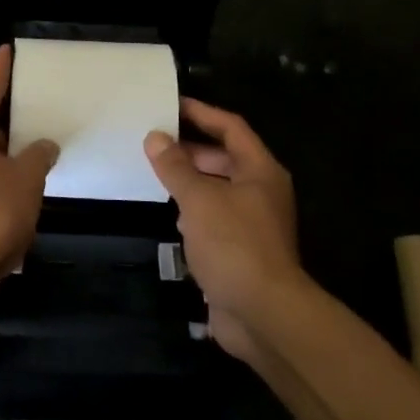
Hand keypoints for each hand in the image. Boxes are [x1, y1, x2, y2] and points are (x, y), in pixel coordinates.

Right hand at [145, 99, 303, 361]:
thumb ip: (175, 166)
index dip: (202, 113)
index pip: (231, 127)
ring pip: (218, 189)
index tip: (171, 104)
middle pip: (225, 158)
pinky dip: (194, 211)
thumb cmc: (234, 244)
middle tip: (155, 141)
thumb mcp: (199, 199)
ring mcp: (253, 223)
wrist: (264, 315)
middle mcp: (261, 192)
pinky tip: (171, 215)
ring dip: (191, 181)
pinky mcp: (242, 250)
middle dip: (191, 149)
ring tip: (156, 172)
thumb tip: (155, 137)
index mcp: (260, 171)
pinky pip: (215, 218)